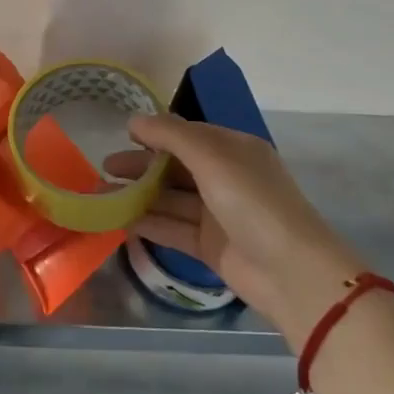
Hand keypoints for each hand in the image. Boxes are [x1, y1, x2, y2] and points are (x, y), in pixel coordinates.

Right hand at [109, 115, 365, 333]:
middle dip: (141, 165)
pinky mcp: (210, 246)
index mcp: (233, 150)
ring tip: (101, 194)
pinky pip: (173, 228)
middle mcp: (226, 178)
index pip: (187, 134)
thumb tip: (134, 120)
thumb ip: (171, 135)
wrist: (291, 273)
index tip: (123, 135)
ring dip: (138, 194)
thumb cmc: (253, 202)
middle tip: (105, 168)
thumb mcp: (212, 157)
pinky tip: (120, 220)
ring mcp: (218, 214)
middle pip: (175, 166)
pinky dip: (148, 222)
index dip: (156, 133)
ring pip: (170, 198)